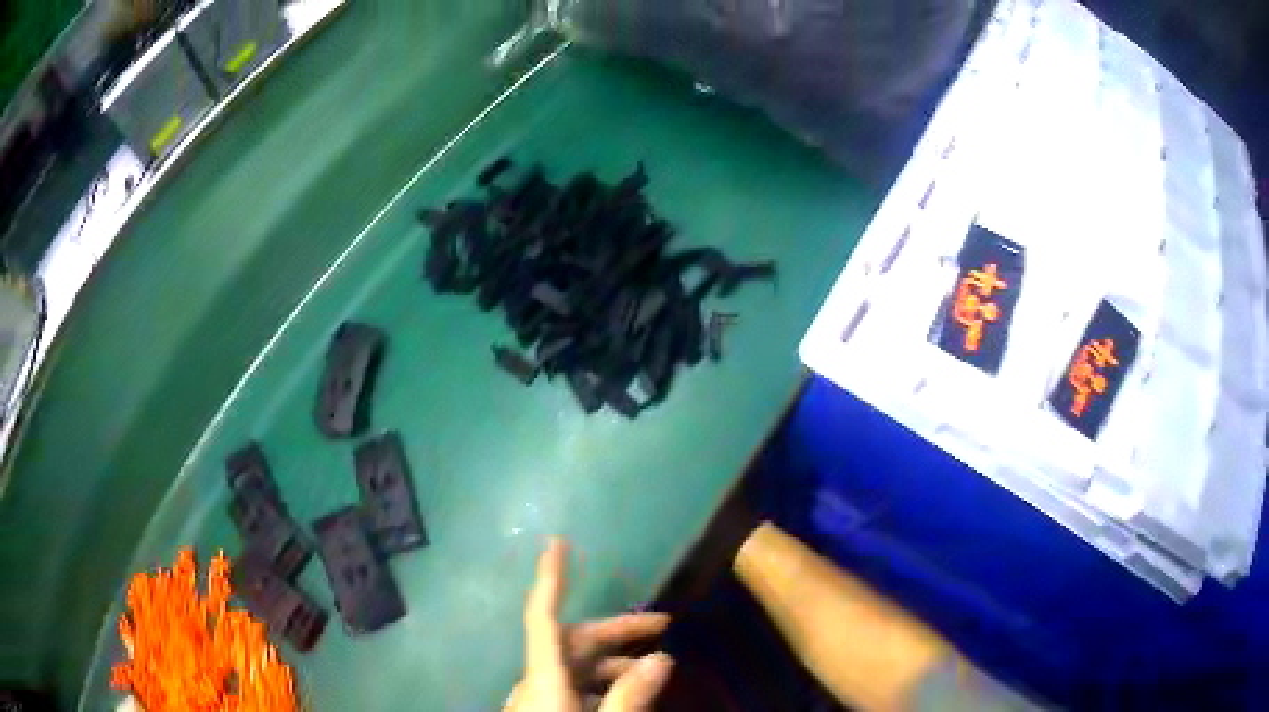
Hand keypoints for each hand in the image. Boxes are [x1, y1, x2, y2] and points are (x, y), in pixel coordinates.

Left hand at [505, 538, 673, 711]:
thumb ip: (629, 693)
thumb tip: (662, 658)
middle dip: (616, 631)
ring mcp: (533, 697)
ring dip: (610, 662)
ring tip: (650, 670)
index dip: (550, 578)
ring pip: (572, 666)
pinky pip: (567, 686)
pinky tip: (621, 694)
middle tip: (662, 624)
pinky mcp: (538, 710)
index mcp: (543, 676)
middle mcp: (534, 680)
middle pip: (572, 642)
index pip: (543, 616)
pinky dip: (596, 683)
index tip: (555, 542)